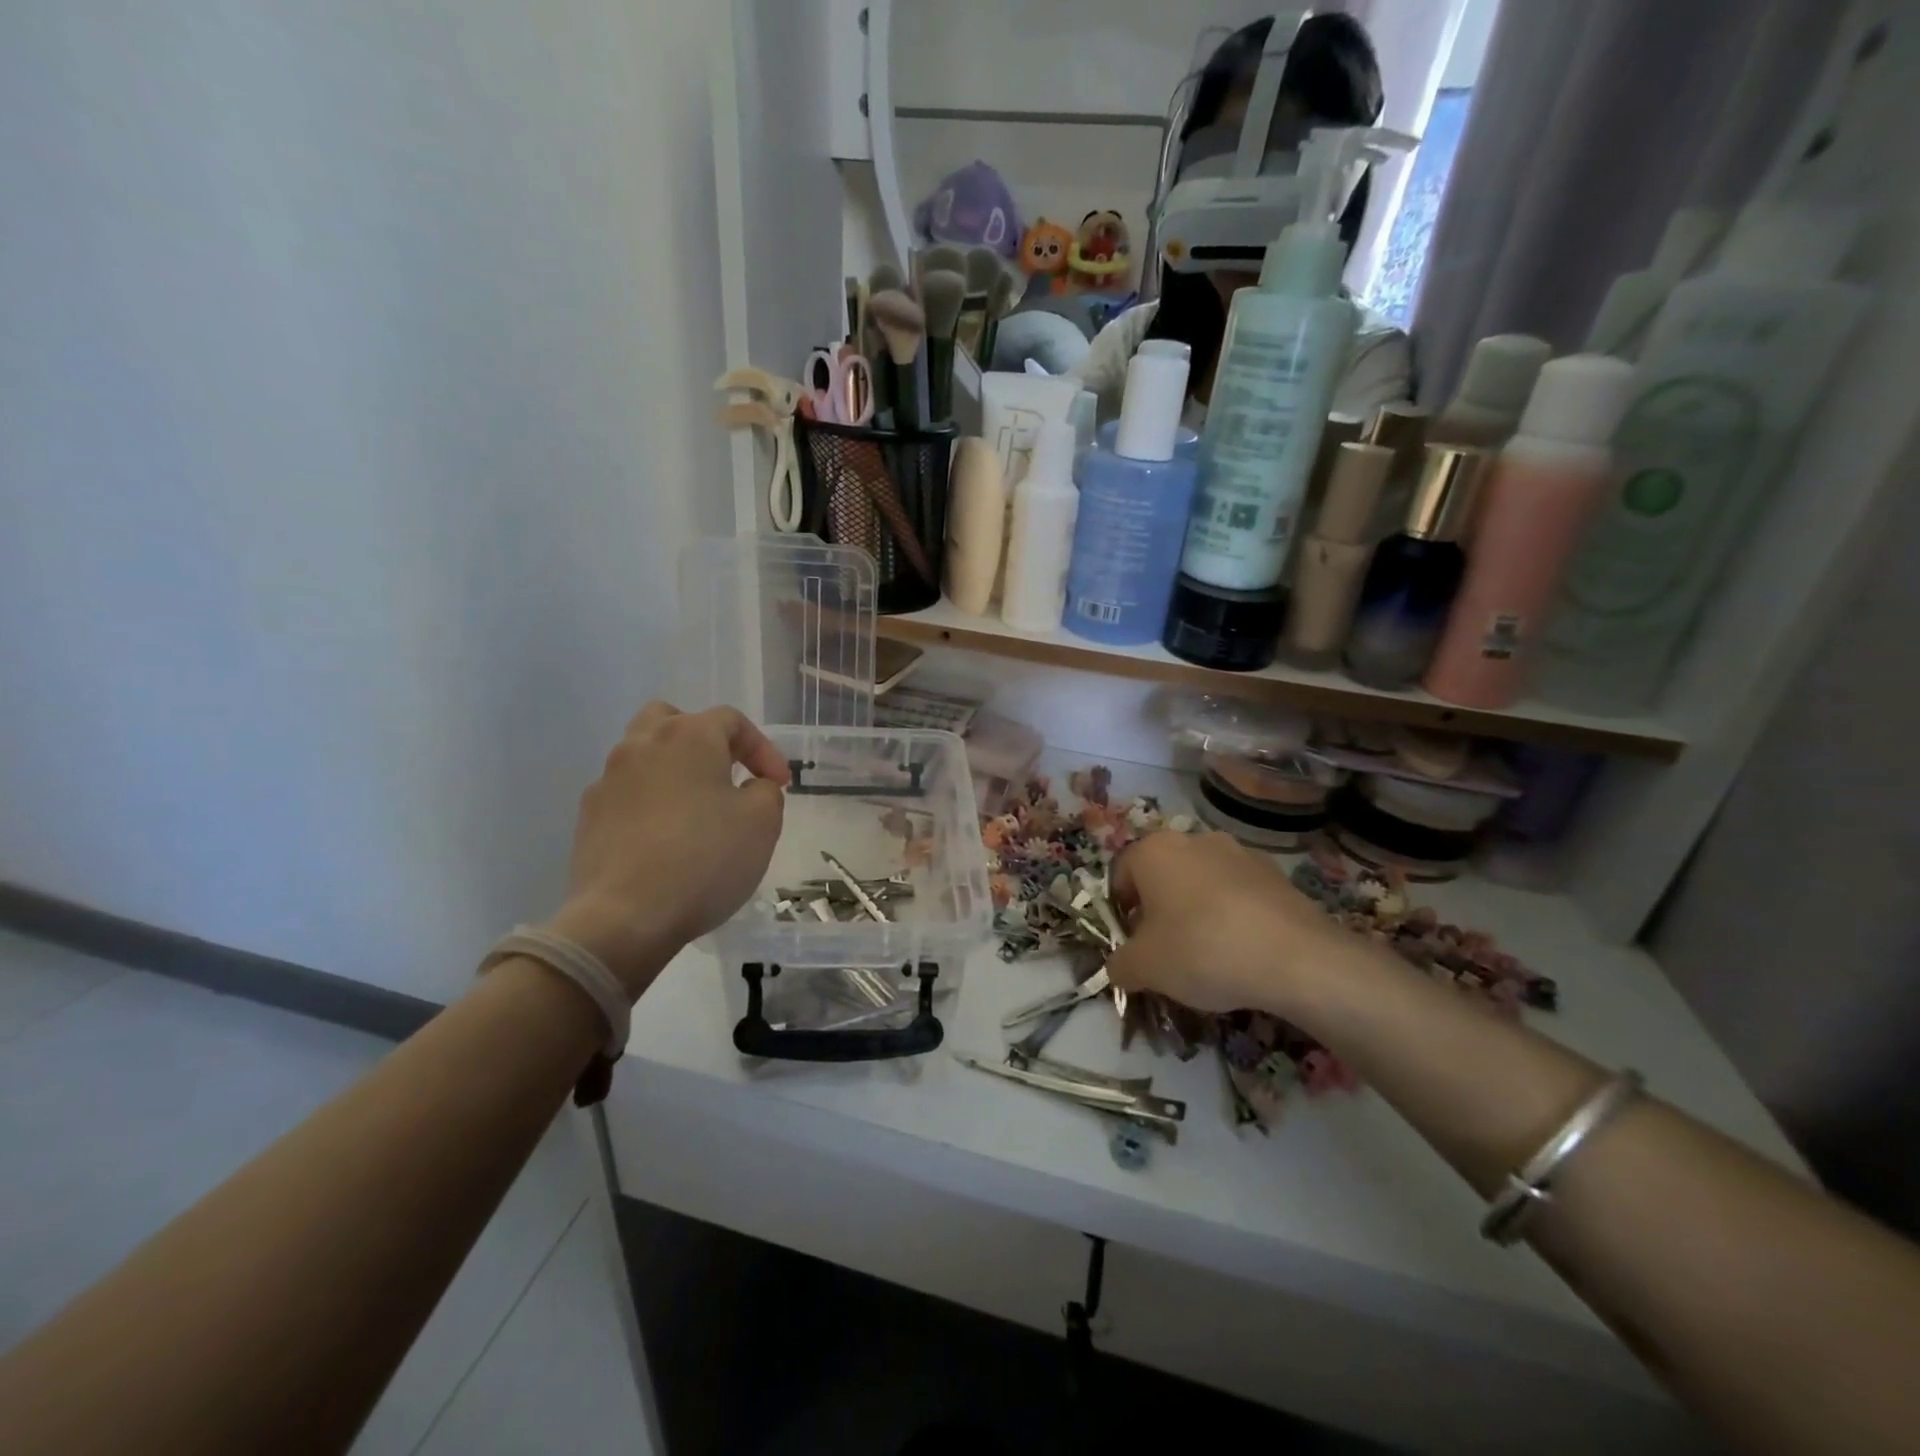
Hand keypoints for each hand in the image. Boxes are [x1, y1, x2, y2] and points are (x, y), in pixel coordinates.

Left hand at [547, 703, 788, 998]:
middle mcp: (642, 745)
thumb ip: (765, 792)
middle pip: (674, 720)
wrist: (625, 916)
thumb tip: (750, 787)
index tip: (780, 784)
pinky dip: (648, 802)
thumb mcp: (763, 822)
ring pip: (644, 754)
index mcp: (689, 736)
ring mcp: (608, 780)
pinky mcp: (588, 817)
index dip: (762, 749)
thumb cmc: (705, 859)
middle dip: (705, 740)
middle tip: (727, 773)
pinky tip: (663, 837)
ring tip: (695, 807)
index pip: (731, 721)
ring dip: (674, 770)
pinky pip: (626, 793)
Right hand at [1105, 831, 1355, 1015]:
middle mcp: (1193, 839)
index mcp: (1153, 850)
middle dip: (1159, 911)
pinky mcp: (1275, 873)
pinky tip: (1243, 952)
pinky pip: (1239, 894)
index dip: (1120, 913)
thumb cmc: (1201, 950)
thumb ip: (1120, 965)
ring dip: (1197, 911)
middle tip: (1166, 952)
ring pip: (1202, 882)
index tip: (1133, 946)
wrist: (1296, 958)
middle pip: (1162, 875)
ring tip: (1209, 956)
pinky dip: (1233, 916)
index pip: (1120, 875)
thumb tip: (1119, 967)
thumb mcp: (1145, 968)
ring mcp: (1239, 852)